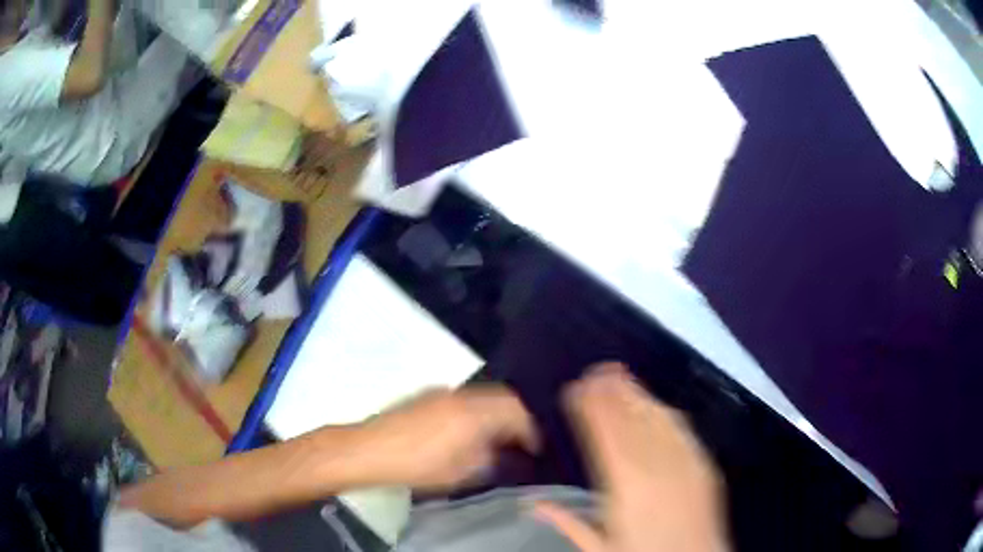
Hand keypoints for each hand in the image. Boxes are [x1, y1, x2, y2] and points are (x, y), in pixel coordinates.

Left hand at [355, 387, 539, 492]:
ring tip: (497, 438)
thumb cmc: (418, 465)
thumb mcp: (463, 472)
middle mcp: (462, 394)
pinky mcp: (426, 395)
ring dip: (496, 413)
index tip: (537, 448)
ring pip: (483, 396)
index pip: (518, 411)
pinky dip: (476, 411)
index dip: (532, 431)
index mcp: (475, 411)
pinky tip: (468, 431)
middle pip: (503, 397)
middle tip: (522, 442)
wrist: (368, 449)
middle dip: (517, 418)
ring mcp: (443, 391)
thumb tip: (509, 456)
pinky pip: (464, 398)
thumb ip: (492, 461)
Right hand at [536, 363, 728, 551]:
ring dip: (637, 394)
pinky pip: (682, 429)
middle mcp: (657, 467)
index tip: (576, 388)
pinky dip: (664, 412)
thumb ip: (568, 522)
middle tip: (595, 371)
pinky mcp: (704, 463)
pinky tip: (655, 404)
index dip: (591, 407)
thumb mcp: (601, 548)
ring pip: (657, 418)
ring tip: (620, 377)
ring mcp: (685, 461)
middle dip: (612, 391)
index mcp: (627, 487)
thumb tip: (535, 504)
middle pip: (631, 419)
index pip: (605, 435)